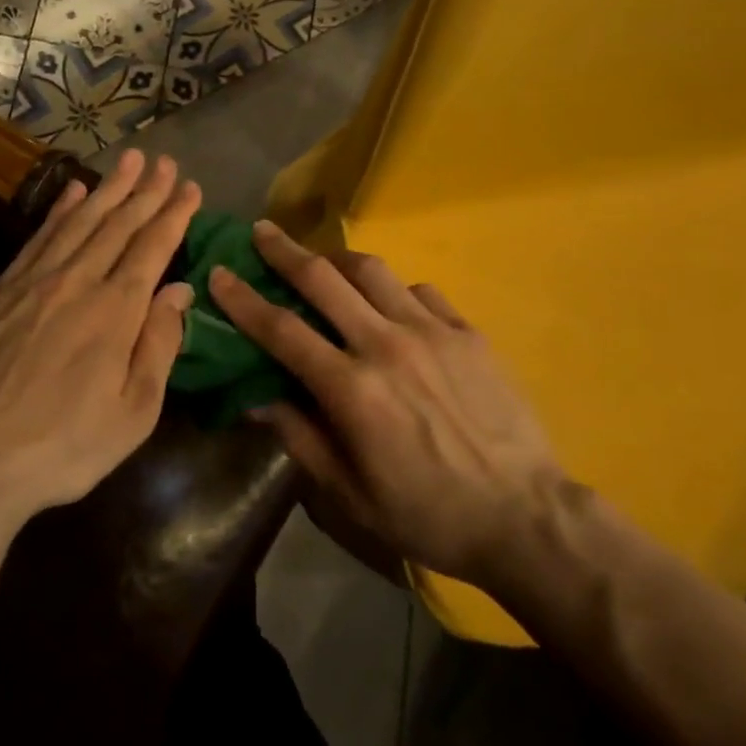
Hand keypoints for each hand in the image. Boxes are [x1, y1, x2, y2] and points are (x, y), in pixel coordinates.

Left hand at [0, 150, 199, 522]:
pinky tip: (73, 191)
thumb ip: (159, 344)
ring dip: (108, 187)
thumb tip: (180, 290)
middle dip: (146, 189)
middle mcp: (78, 281)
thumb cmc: (64, 446)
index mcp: (115, 310)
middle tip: (165, 161)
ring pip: (79, 221)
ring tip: (129, 159)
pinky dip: (60, 210)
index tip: (191, 188)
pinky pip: (38, 237)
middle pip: (118, 224)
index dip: (174, 214)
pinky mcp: (1, 291)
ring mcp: (34, 281)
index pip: (153, 247)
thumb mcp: (133, 412)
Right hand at [209, 222, 564, 592]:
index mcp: (351, 388)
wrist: (525, 516)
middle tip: (263, 230)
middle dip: (286, 251)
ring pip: (374, 272)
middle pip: (324, 280)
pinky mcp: (467, 332)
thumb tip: (257, 397)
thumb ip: (301, 438)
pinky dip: (396, 291)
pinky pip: (422, 292)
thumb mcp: (351, 494)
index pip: (282, 330)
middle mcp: (386, 344)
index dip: (244, 299)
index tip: (221, 272)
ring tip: (325, 260)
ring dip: (339, 260)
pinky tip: (393, 305)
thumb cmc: (428, 514)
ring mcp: (432, 331)